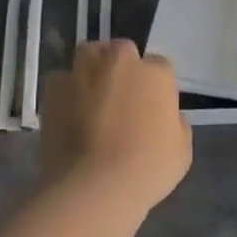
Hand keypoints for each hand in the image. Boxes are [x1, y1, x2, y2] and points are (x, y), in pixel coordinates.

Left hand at [40, 40, 192, 209]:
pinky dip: (65, 91)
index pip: (159, 66)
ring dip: (93, 68)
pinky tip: (68, 112)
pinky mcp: (54, 89)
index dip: (155, 86)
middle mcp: (119, 62)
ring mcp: (84, 72)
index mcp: (154, 73)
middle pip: (122, 50)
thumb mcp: (182, 150)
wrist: (95, 186)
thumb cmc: (147, 169)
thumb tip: (164, 117)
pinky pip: (61, 81)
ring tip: (92, 94)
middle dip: (123, 67)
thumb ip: (175, 123)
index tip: (151, 105)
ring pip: (89, 54)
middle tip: (121, 96)